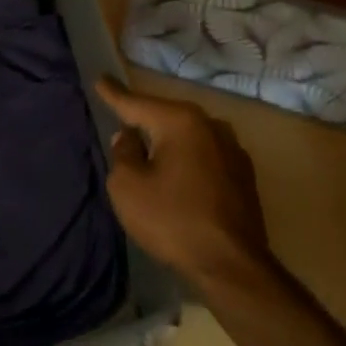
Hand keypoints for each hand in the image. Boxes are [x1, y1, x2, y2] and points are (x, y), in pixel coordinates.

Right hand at [98, 77, 271, 291]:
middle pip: (167, 116)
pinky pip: (204, 156)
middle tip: (122, 116)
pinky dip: (187, 159)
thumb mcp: (127, 186)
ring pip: (189, 136)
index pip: (137, 103)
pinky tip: (177, 173)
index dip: (114, 94)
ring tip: (149, 147)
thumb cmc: (171, 220)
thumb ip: (123, 153)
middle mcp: (212, 126)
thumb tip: (129, 137)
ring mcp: (233, 151)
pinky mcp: (244, 176)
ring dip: (169, 141)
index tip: (101, 79)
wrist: (232, 266)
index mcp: (181, 122)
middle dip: (145, 117)